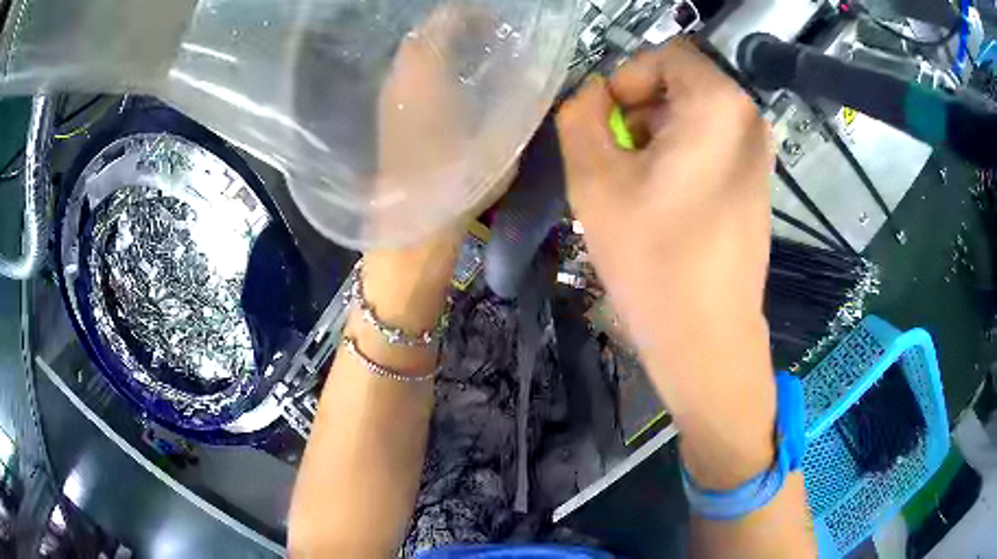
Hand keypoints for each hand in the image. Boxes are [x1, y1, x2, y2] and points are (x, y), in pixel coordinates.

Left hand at [375, 6, 513, 244]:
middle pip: (427, 34)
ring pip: (417, 55)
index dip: (472, 13)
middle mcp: (400, 75)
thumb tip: (532, 65)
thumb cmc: (458, 178)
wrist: (412, 227)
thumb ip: (519, 92)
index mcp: (425, 69)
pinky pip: (412, 76)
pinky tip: (457, 84)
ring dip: (446, 49)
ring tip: (480, 58)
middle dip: (460, 28)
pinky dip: (434, 68)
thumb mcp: (502, 132)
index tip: (498, 20)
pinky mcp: (387, 116)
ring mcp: (389, 96)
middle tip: (494, 37)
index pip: (443, 18)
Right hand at [557, 39, 775, 487]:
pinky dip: (680, 160)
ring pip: (693, 118)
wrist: (708, 340)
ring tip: (635, 189)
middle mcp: (749, 120)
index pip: (663, 55)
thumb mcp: (594, 179)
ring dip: (655, 139)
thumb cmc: (654, 260)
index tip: (604, 126)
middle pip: (680, 86)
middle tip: (614, 162)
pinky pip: (710, 148)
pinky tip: (663, 205)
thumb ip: (580, 115)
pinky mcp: (757, 185)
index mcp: (719, 104)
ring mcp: (759, 155)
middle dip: (638, 113)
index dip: (625, 81)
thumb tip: (592, 95)